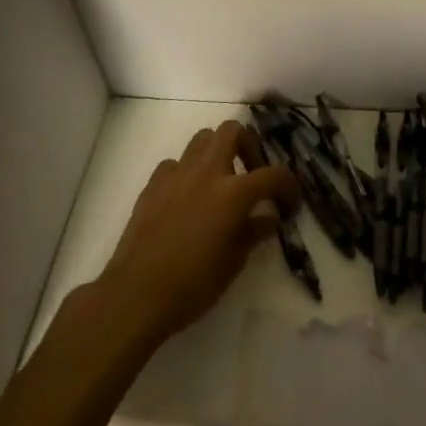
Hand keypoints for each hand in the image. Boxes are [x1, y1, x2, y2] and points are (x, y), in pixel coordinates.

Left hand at [92, 121, 298, 348]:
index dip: (289, 186)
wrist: (136, 295)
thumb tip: (269, 216)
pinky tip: (188, 196)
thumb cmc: (193, 285)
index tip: (289, 203)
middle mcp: (207, 172)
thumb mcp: (234, 262)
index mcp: (233, 193)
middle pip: (233, 131)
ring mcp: (176, 175)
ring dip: (218, 152)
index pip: (274, 174)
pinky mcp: (152, 184)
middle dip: (249, 146)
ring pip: (203, 138)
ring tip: (221, 181)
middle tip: (252, 173)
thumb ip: (254, 231)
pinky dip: (188, 171)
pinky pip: (176, 163)